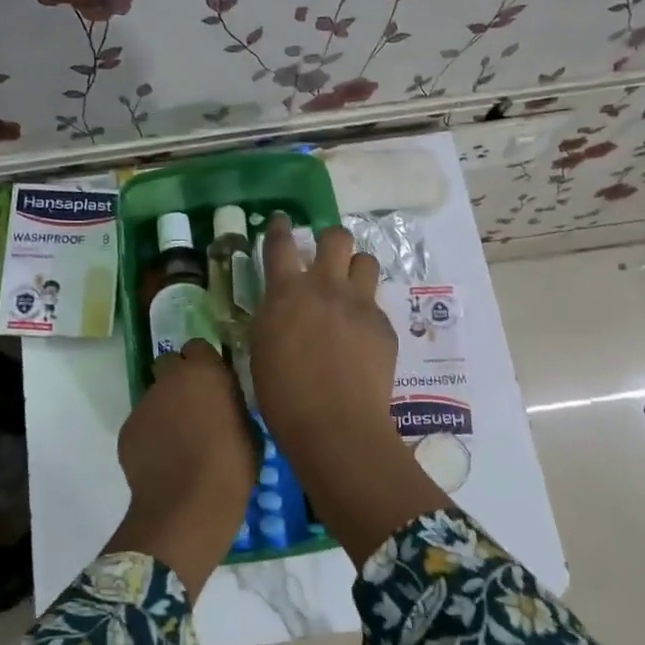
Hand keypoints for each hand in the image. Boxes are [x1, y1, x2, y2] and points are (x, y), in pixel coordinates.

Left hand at [105, 340, 257, 596]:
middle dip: (177, 378)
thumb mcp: (249, 429)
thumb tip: (224, 404)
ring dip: (165, 409)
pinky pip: (142, 424)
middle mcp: (170, 379)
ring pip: (154, 396)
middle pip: (168, 364)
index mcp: (204, 372)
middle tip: (193, 405)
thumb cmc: (232, 466)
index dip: (203, 363)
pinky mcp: (127, 430)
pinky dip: (151, 435)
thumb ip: (232, 404)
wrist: (188, 506)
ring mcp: (144, 403)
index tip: (212, 382)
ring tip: (179, 442)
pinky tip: (163, 460)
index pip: (198, 347)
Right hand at [250, 214, 396, 464]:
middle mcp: (325, 288)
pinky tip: (360, 336)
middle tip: (325, 257)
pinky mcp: (383, 325)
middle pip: (336, 238)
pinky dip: (365, 311)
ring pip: (366, 261)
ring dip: (355, 268)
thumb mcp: (261, 348)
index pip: (280, 244)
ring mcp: (360, 304)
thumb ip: (272, 316)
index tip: (282, 220)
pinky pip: (376, 304)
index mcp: (286, 293)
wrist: (336, 424)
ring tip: (348, 288)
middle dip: (330, 240)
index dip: (280, 228)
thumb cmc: (283, 395)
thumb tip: (280, 305)